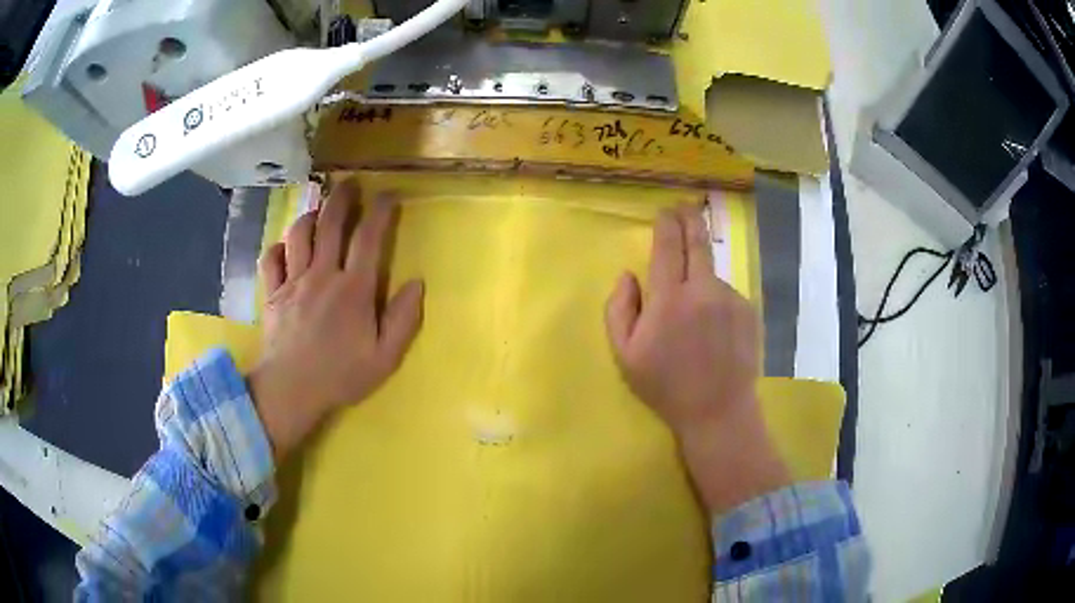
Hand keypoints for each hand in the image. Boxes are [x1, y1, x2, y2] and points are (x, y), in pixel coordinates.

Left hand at [249, 182, 423, 460]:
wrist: (291, 390)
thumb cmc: (340, 375)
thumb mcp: (385, 357)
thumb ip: (404, 319)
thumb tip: (417, 284)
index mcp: (353, 289)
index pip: (369, 238)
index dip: (381, 211)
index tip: (389, 194)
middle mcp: (322, 275)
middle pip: (331, 224)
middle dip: (342, 197)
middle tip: (350, 183)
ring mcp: (293, 281)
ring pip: (299, 234)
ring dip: (310, 216)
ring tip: (319, 211)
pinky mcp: (273, 293)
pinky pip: (271, 259)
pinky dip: (279, 247)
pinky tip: (286, 248)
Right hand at [605, 205, 788, 512]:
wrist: (718, 411)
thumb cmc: (666, 386)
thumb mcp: (625, 354)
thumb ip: (619, 308)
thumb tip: (627, 275)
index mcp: (669, 299)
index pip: (668, 245)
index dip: (666, 224)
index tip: (665, 211)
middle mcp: (703, 289)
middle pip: (698, 241)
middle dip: (690, 218)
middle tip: (686, 206)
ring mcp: (731, 298)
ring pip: (712, 272)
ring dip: (701, 275)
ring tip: (694, 311)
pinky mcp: (748, 310)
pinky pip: (727, 294)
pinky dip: (716, 299)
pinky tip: (713, 328)